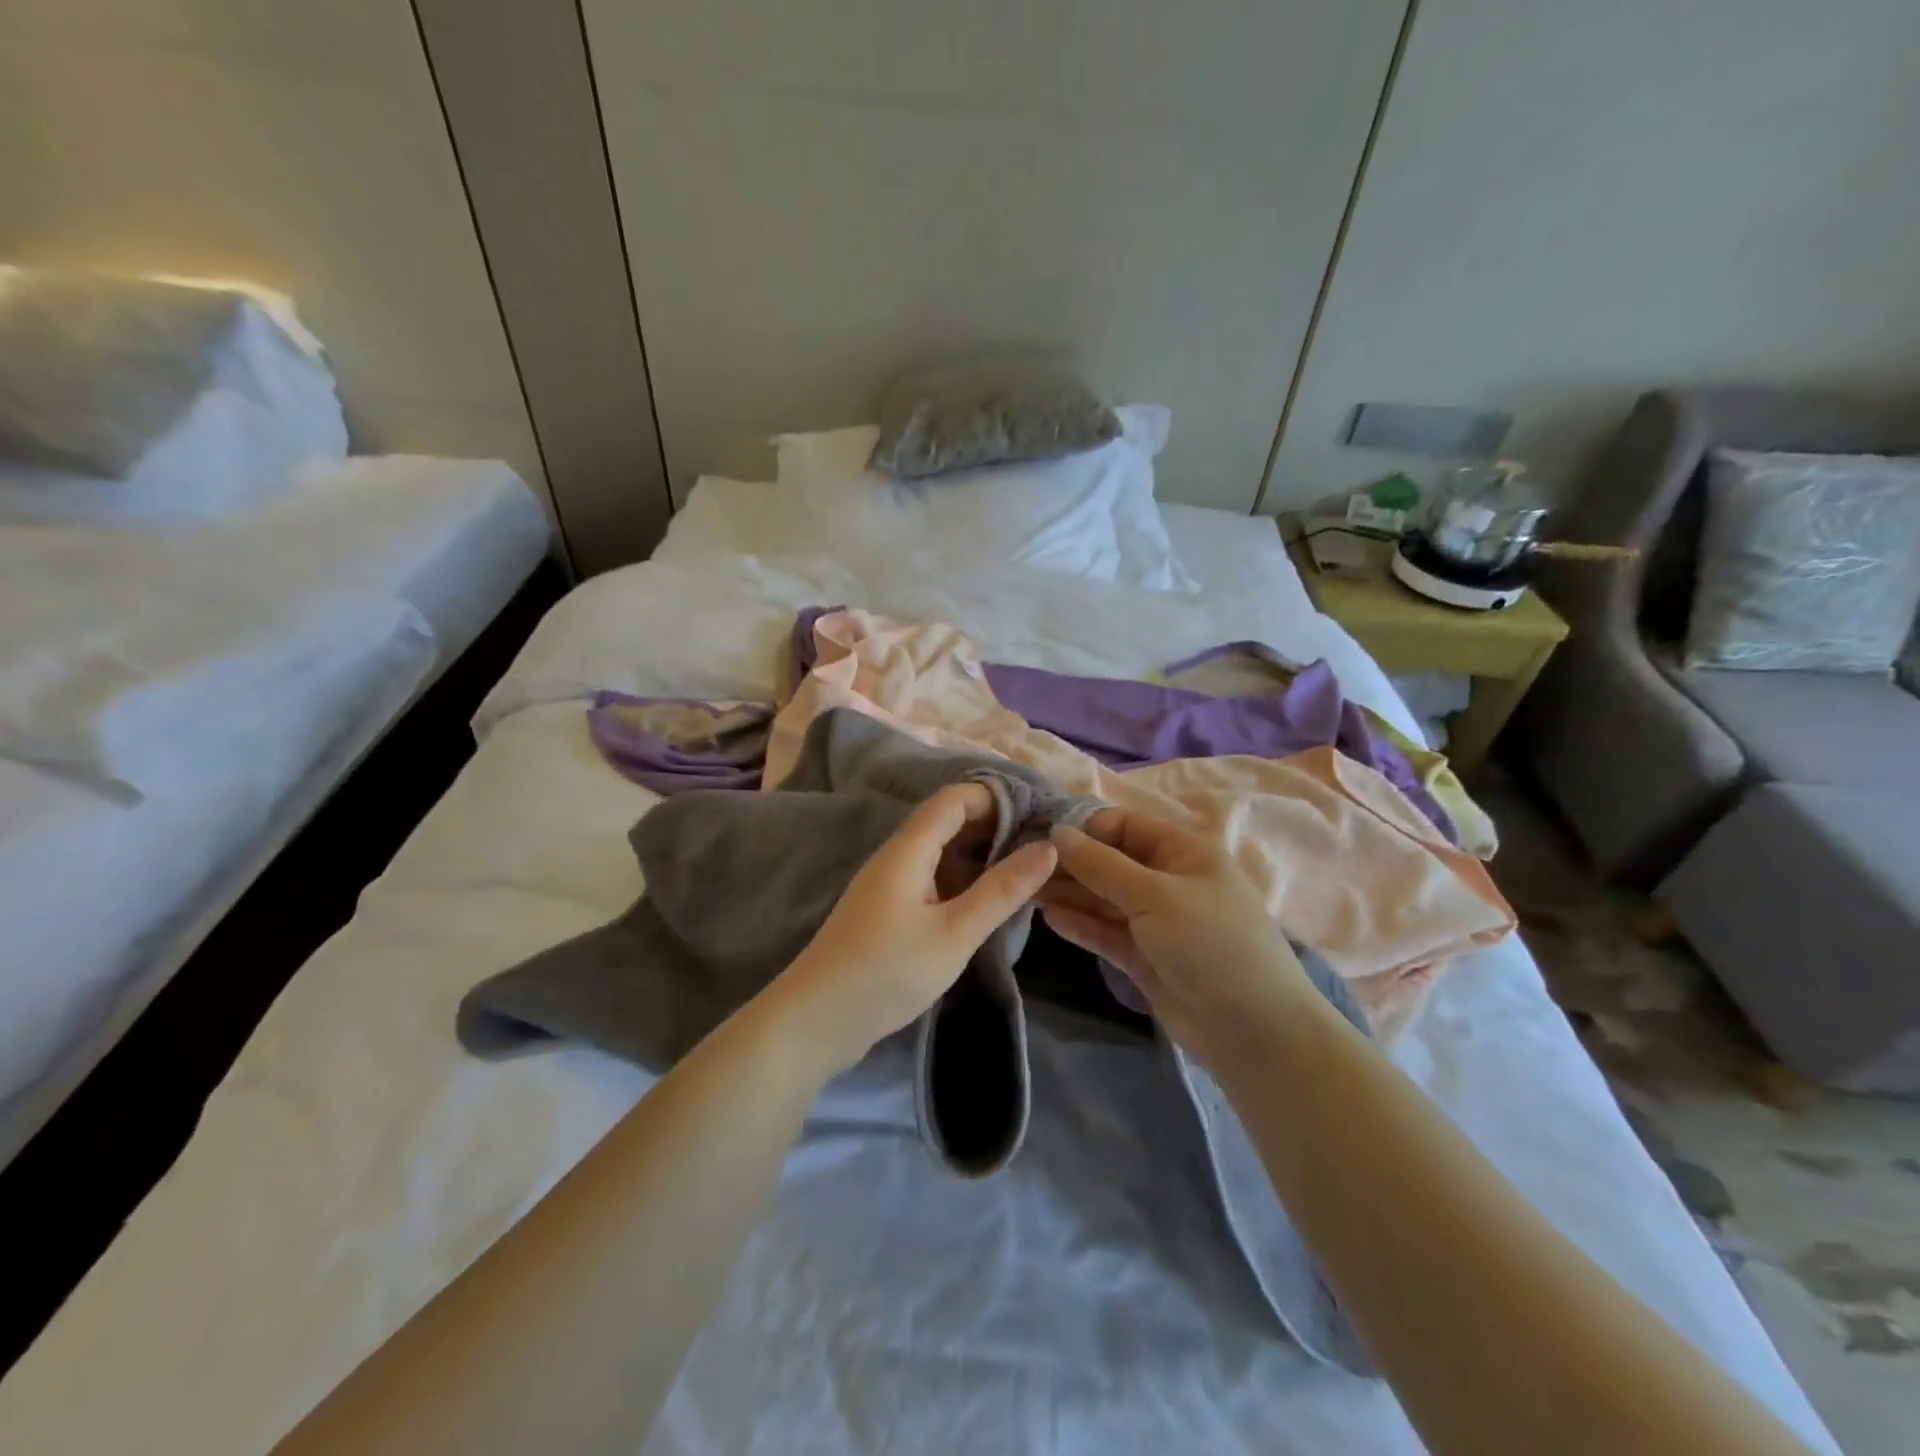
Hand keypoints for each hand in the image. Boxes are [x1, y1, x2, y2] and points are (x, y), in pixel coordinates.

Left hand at [769, 784, 1058, 1074]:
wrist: (816, 1021)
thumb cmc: (887, 971)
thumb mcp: (954, 933)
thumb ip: (1001, 890)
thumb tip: (1048, 847)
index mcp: (908, 849)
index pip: (955, 798)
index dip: (995, 797)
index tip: (1039, 815)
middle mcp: (896, 856)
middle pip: (947, 821)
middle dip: (993, 826)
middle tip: (1041, 847)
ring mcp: (889, 885)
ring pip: (940, 853)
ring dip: (979, 855)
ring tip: (1025, 873)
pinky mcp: (887, 912)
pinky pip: (931, 879)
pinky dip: (962, 880)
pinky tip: (986, 903)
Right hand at [1038, 808, 1321, 1067]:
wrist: (1253, 1032)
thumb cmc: (1210, 944)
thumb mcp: (1155, 895)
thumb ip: (1101, 865)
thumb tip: (1057, 832)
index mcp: (1182, 852)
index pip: (1123, 825)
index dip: (1084, 829)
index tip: (1041, 839)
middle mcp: (1167, 880)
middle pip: (1109, 862)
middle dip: (1070, 863)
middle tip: (1022, 869)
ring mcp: (1155, 920)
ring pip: (1103, 898)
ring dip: (1069, 894)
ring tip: (1026, 892)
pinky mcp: (1144, 956)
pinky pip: (1105, 931)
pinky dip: (1080, 924)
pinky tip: (1048, 918)